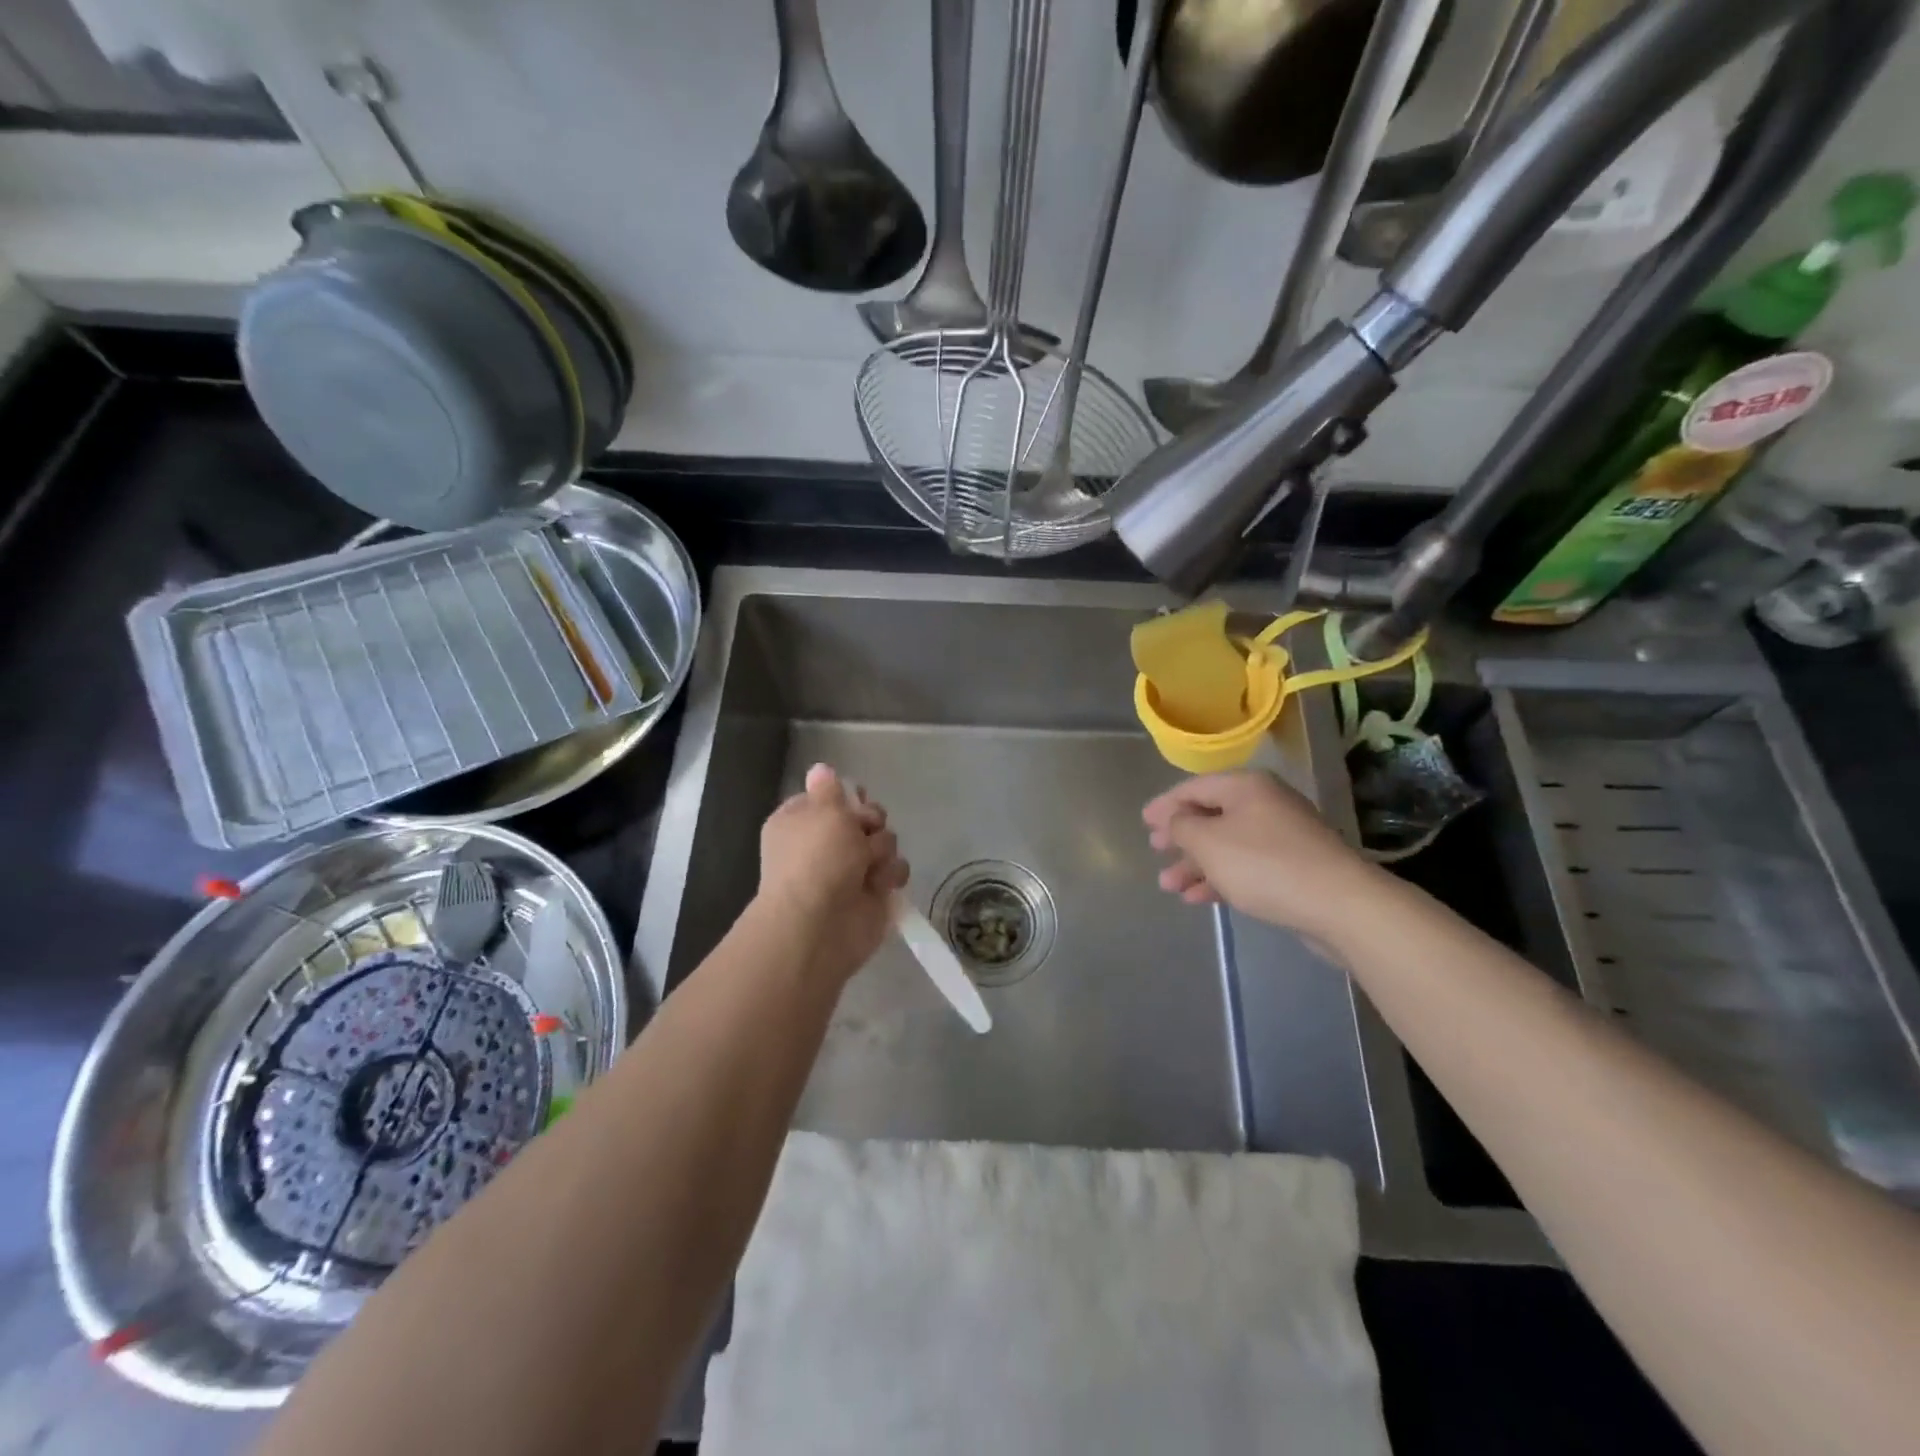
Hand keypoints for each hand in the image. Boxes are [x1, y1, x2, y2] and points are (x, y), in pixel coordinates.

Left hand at [756, 764, 909, 986]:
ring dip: (882, 850)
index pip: (831, 798)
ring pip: (884, 842)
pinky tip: (879, 884)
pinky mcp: (873, 893)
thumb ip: (830, 789)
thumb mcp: (824, 810)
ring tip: (868, 865)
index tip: (855, 800)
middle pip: (865, 817)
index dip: (847, 797)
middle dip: (871, 822)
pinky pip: (894, 870)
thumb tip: (820, 769)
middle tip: (865, 831)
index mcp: (802, 821)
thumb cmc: (817, 858)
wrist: (820, 924)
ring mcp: (850, 870)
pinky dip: (890, 875)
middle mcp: (825, 844)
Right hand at [1142, 770, 1382, 939]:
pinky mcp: (1294, 867)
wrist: (1340, 904)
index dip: (1165, 805)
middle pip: (1212, 815)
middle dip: (1181, 838)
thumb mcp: (1209, 843)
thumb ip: (1182, 827)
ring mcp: (1283, 836)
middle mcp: (1265, 804)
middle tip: (1156, 851)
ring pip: (1227, 845)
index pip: (1194, 788)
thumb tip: (1175, 820)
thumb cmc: (1264, 865)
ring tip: (1170, 886)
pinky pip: (1246, 866)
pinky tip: (1200, 898)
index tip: (1144, 822)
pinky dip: (1221, 878)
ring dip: (1196, 865)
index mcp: (1246, 787)